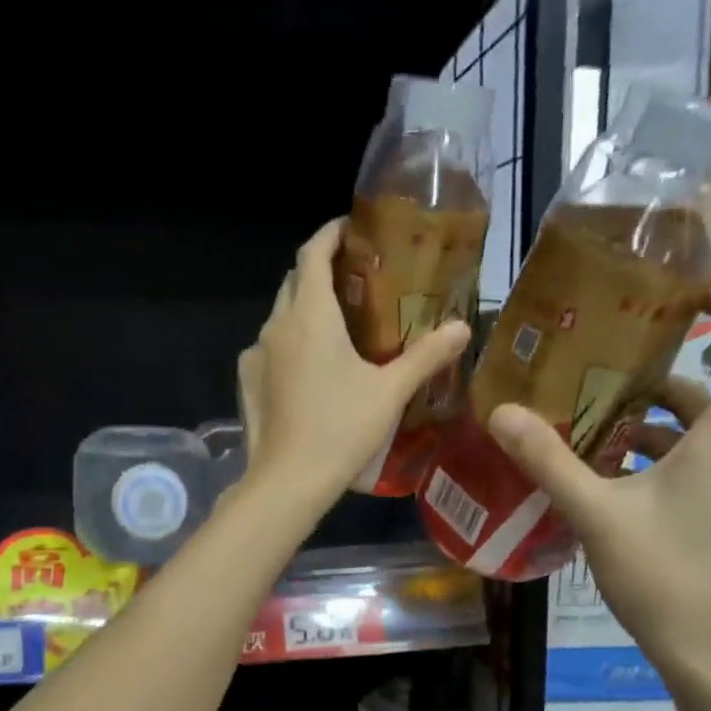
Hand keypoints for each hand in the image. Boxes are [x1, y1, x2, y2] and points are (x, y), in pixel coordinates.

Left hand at [237, 218, 470, 508]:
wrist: (288, 481)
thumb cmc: (341, 429)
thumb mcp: (390, 392)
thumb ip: (426, 356)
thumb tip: (463, 327)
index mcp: (309, 315)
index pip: (313, 252)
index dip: (331, 234)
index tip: (352, 229)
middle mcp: (276, 325)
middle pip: (295, 280)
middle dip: (321, 270)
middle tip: (355, 280)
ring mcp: (255, 354)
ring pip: (280, 316)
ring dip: (305, 309)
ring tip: (337, 326)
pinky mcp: (247, 382)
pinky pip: (269, 348)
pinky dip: (290, 343)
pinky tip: (310, 369)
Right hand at [487, 289, 710, 689]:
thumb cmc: (665, 578)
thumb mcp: (596, 515)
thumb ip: (548, 461)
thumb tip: (501, 412)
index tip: (696, 294)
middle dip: (656, 377)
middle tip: (597, 371)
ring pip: (695, 435)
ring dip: (645, 425)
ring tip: (583, 426)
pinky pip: (691, 468)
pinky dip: (651, 460)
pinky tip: (600, 480)